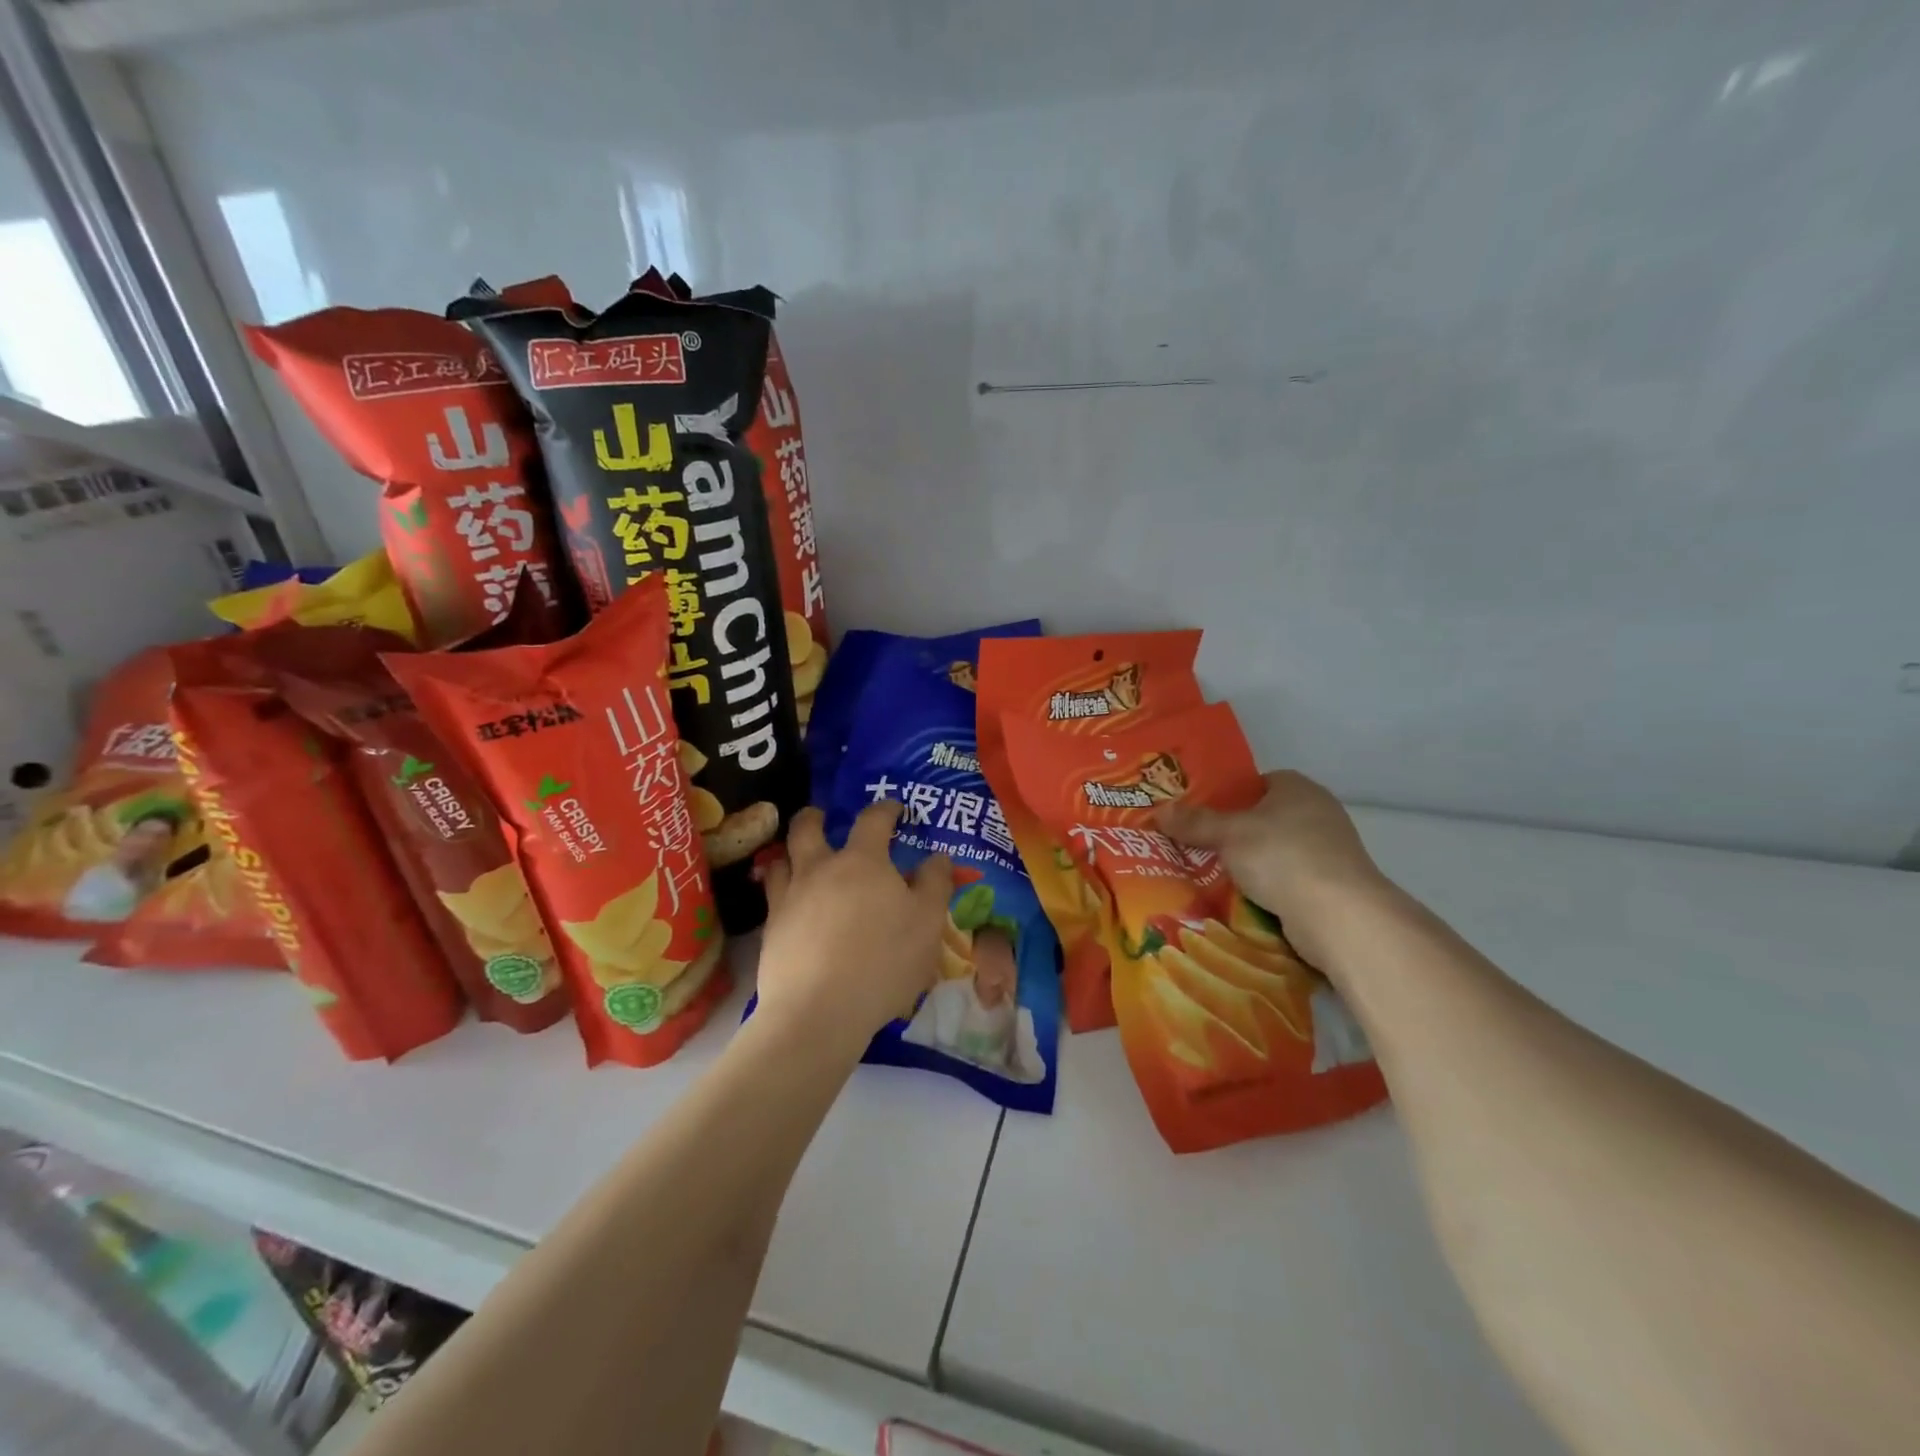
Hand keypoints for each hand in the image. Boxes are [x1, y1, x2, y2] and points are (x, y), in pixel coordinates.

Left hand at [756, 802, 954, 1055]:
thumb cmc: (884, 961)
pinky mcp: (770, 929)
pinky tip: (790, 904)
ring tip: (798, 858)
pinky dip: (780, 889)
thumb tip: (937, 857)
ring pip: (781, 859)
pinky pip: (771, 896)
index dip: (885, 809)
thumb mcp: (927, 923)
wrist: (818, 1010)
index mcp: (862, 861)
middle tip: (821, 816)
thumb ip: (934, 884)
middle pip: (807, 828)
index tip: (893, 808)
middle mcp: (820, 869)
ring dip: (790, 852)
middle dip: (815, 817)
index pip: (873, 820)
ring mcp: (789, 898)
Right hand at [1157, 770, 1388, 970]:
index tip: (1199, 813)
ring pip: (1274, 851)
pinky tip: (1240, 899)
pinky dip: (1266, 887)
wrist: (1339, 915)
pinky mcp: (1331, 885)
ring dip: (1249, 863)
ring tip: (1209, 874)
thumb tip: (1159, 810)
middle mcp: (1318, 812)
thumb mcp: (1228, 834)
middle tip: (1196, 845)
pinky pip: (1287, 879)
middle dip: (1233, 833)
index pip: (1257, 782)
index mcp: (1297, 787)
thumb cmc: (1282, 857)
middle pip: (1264, 818)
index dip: (1228, 795)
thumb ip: (1195, 822)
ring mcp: (1328, 850)